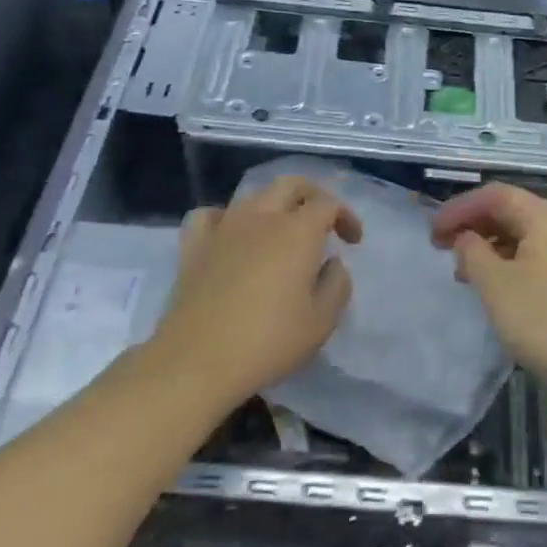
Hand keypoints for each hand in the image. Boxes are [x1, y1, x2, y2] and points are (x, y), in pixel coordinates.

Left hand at [151, 175, 362, 406]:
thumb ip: (337, 284)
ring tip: (280, 233)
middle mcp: (262, 217)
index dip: (345, 216)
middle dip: (312, 196)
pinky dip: (226, 218)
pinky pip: (210, 215)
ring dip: (274, 207)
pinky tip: (231, 236)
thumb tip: (331, 263)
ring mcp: (224, 227)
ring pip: (253, 196)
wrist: (198, 361)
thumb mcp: (322, 322)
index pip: (328, 203)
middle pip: (290, 185)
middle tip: (323, 222)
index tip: (352, 242)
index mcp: (298, 231)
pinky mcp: (194, 245)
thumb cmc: (268, 342)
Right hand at [431, 183, 546, 412]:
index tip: (431, 233)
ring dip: (491, 246)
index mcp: (545, 216)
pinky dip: (512, 262)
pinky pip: (540, 255)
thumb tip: (467, 238)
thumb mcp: (496, 286)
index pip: (494, 195)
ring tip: (465, 273)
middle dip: (474, 225)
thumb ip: (472, 253)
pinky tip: (500, 289)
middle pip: (511, 211)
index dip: (458, 208)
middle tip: (443, 249)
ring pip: (526, 235)